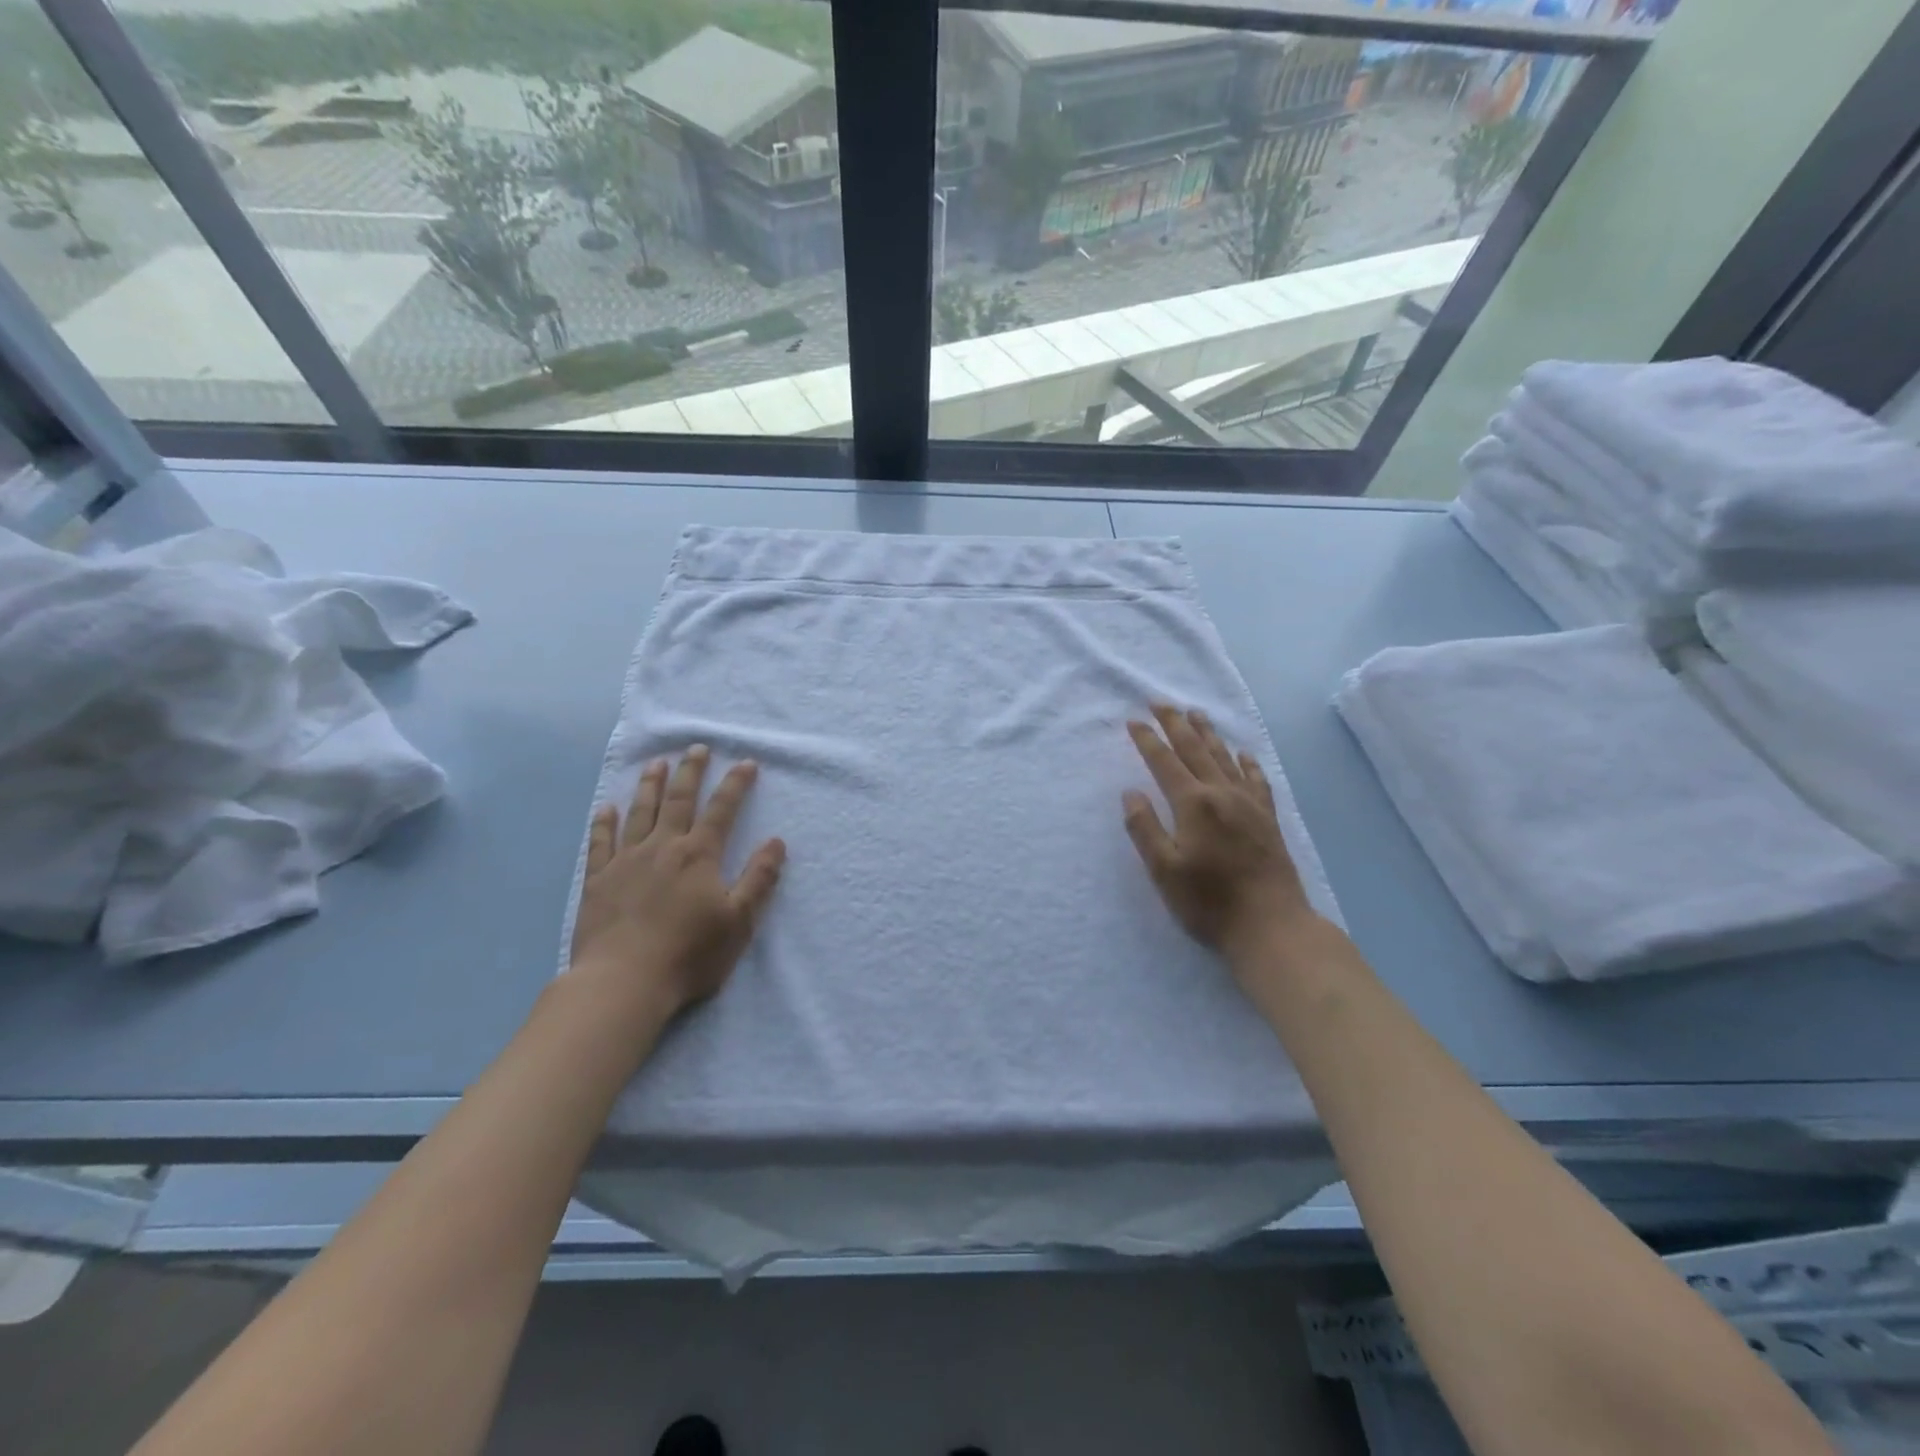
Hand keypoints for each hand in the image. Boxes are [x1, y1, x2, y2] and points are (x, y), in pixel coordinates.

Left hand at [569, 746, 785, 1020]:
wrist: (623, 982)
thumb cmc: (689, 954)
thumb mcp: (739, 921)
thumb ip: (759, 878)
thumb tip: (776, 841)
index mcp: (699, 856)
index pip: (722, 810)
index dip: (735, 784)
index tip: (745, 763)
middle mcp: (663, 848)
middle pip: (679, 801)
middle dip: (691, 772)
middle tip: (696, 748)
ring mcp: (626, 861)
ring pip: (640, 813)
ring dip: (650, 786)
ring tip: (656, 764)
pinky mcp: (598, 880)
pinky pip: (601, 842)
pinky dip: (604, 822)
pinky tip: (606, 808)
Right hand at [1123, 705, 1321, 966]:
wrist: (1271, 925)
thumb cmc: (1209, 902)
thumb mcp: (1163, 870)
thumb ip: (1144, 828)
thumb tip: (1130, 793)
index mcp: (1193, 804)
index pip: (1164, 762)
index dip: (1148, 740)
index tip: (1134, 721)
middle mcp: (1222, 794)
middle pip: (1195, 749)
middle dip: (1176, 724)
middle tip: (1161, 702)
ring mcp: (1249, 804)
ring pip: (1225, 758)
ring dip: (1208, 734)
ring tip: (1196, 713)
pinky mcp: (1268, 818)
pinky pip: (1257, 780)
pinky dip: (1247, 763)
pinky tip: (1243, 754)